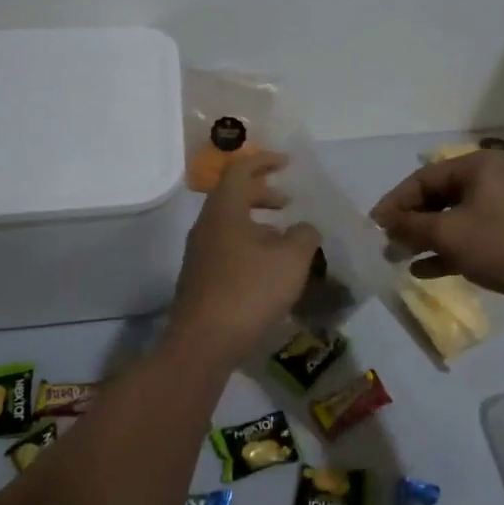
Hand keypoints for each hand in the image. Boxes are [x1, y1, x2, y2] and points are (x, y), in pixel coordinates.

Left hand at [172, 152, 320, 365]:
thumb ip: (304, 235)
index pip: (240, 171)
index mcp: (224, 211)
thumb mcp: (291, 259)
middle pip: (233, 196)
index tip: (288, 164)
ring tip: (285, 239)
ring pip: (230, 225)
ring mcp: (199, 254)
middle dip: (263, 193)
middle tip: (288, 202)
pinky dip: (250, 246)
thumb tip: (304, 228)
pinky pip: (227, 248)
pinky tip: (269, 269)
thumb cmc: (250, 291)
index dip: (265, 162)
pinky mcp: (201, 279)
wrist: (204, 342)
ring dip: (258, 223)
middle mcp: (206, 226)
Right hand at [370, 151, 503, 303]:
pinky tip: (424, 270)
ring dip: (425, 237)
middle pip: (438, 197)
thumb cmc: (500, 244)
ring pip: (452, 217)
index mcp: (477, 166)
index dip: (395, 201)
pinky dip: (447, 248)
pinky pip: (469, 233)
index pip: (424, 178)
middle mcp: (490, 178)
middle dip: (410, 222)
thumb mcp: (448, 234)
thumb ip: (411, 227)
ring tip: (399, 258)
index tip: (374, 225)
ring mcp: (502, 205)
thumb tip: (386, 223)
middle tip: (386, 243)